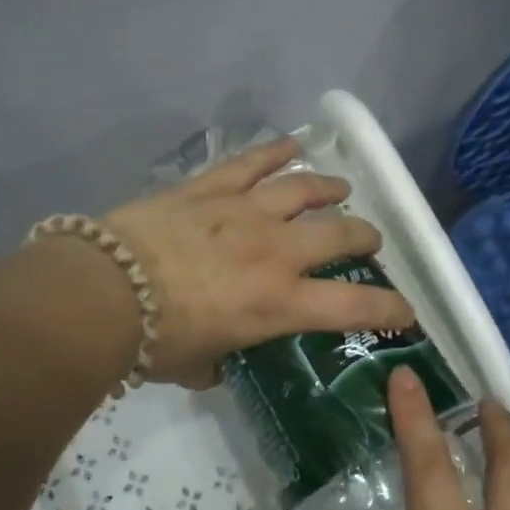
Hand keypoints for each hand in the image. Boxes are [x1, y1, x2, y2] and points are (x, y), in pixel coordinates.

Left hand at [102, 137, 415, 387]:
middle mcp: (275, 251)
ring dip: (328, 188)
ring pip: (303, 188)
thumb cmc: (154, 340)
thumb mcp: (198, 364)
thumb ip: (219, 362)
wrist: (103, 292)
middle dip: (363, 238)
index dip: (388, 308)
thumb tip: (217, 363)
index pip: (352, 307)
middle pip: (338, 233)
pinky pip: (251, 161)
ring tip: (340, 189)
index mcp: (278, 302)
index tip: (406, 310)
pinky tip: (292, 144)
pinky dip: (275, 151)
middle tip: (368, 240)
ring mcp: (244, 211)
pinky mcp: (210, 187)